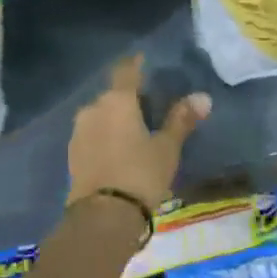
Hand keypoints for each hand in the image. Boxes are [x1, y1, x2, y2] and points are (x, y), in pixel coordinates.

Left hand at [67, 55, 209, 207]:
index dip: (136, 63)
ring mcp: (79, 131)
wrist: (102, 217)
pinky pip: (93, 134)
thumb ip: (181, 120)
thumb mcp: (167, 148)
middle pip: (113, 94)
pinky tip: (118, 149)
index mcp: (117, 100)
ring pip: (101, 115)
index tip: (145, 61)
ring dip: (115, 118)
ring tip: (135, 131)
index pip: (126, 70)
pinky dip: (105, 135)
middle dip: (129, 97)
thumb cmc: (140, 174)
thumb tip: (203, 97)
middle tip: (149, 107)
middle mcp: (94, 108)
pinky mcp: (72, 154)